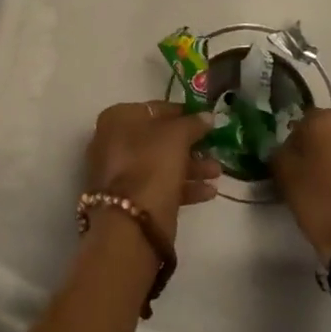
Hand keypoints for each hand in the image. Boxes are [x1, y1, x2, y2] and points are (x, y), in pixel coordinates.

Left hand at [84, 101, 220, 245]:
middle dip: (190, 145)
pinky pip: (158, 186)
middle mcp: (113, 142)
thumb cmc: (151, 164)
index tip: (205, 120)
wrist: (130, 223)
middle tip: (215, 148)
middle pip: (158, 138)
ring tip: (217, 173)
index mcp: (118, 118)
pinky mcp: (129, 200)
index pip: (155, 108)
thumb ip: (193, 123)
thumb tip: (206, 116)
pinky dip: (183, 186)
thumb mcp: (177, 136)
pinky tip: (209, 192)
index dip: (182, 113)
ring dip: (191, 166)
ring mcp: (119, 173)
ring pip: (160, 163)